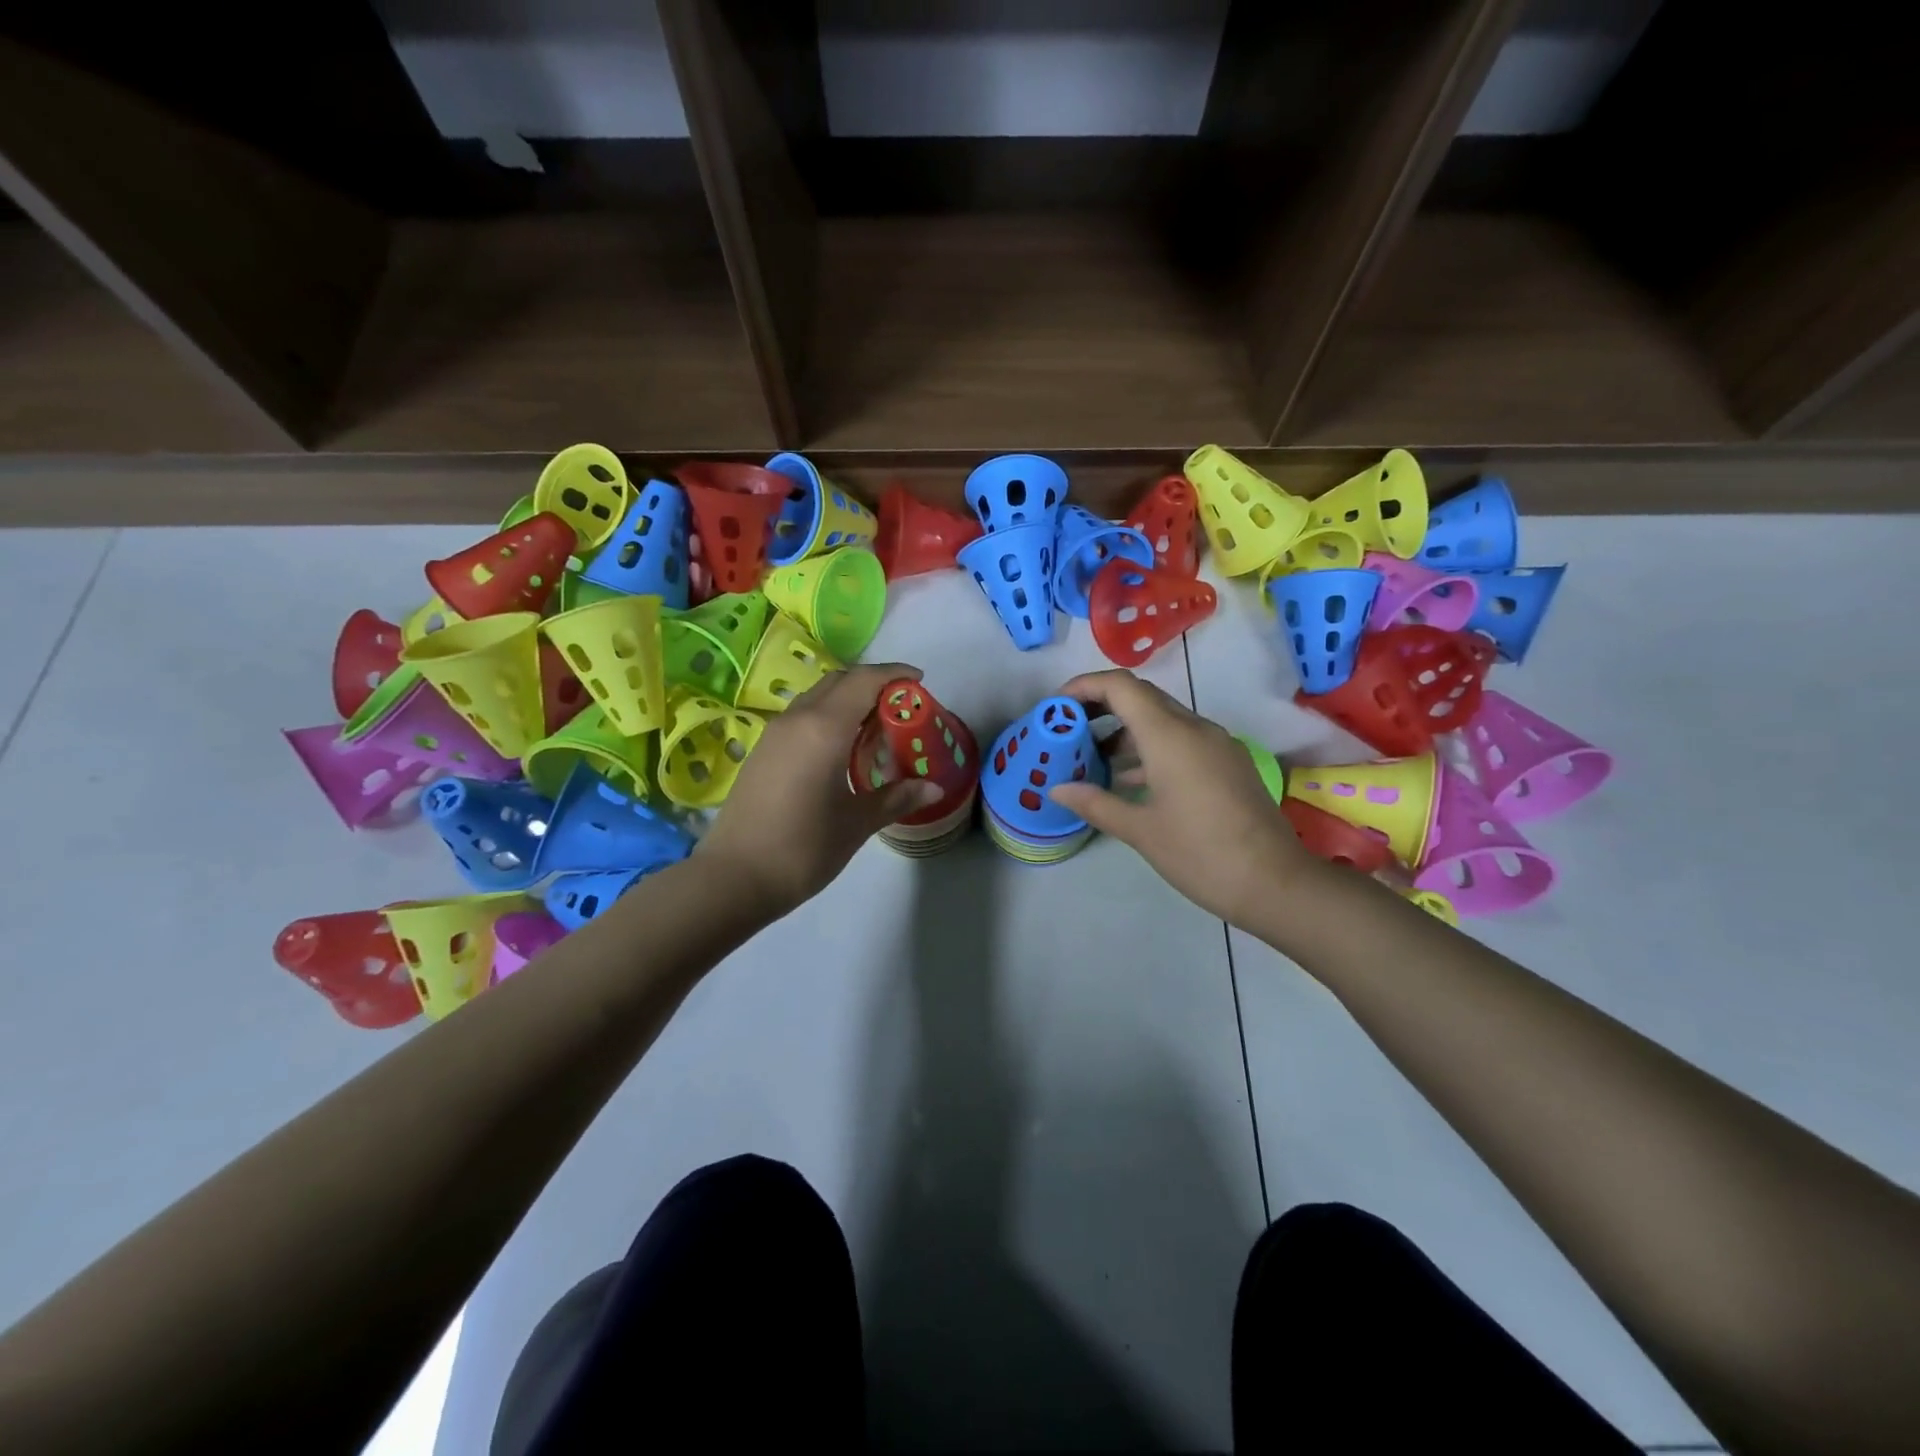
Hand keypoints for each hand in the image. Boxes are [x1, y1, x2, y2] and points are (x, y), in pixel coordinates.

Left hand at [695, 663, 942, 916]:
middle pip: (839, 681)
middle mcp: (797, 719)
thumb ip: (897, 798)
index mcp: (824, 728)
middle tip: (901, 707)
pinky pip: (802, 717)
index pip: (864, 681)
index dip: (894, 674)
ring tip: (875, 727)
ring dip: (848, 700)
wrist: (734, 878)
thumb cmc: (803, 848)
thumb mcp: (857, 823)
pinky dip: (828, 717)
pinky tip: (841, 749)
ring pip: (817, 697)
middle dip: (872, 684)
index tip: (919, 681)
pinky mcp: (762, 751)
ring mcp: (774, 734)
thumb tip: (934, 788)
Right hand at [1047, 669, 1317, 927]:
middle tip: (1068, 730)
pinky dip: (1150, 748)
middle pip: (1141, 697)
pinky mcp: (1228, 763)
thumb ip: (1096, 803)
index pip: (1120, 686)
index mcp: (1170, 736)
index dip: (1084, 686)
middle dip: (1101, 706)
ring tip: (1092, 758)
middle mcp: (1195, 728)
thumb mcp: (1140, 831)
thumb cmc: (1201, 854)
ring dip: (1125, 730)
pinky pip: (1181, 739)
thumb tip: (1057, 789)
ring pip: (1162, 719)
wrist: (1276, 883)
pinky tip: (1130, 780)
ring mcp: (1216, 744)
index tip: (1057, 708)